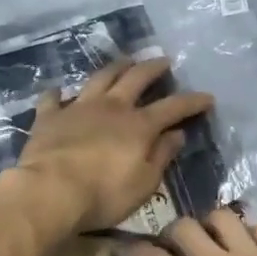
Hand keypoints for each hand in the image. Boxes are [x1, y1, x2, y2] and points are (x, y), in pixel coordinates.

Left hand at [8, 58, 213, 234]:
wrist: (48, 192)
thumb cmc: (103, 194)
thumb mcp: (144, 183)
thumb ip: (161, 156)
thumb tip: (176, 134)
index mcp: (139, 125)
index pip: (173, 107)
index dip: (192, 101)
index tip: (207, 97)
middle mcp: (112, 107)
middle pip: (137, 78)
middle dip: (153, 68)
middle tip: (164, 61)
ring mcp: (79, 108)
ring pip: (101, 78)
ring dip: (115, 67)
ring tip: (125, 61)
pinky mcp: (49, 117)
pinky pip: (53, 99)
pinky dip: (58, 94)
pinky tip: (58, 91)